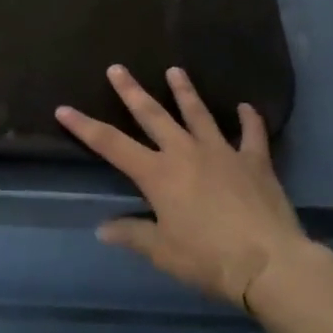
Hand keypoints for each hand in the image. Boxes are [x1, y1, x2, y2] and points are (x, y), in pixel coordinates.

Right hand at [57, 64, 308, 311]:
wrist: (269, 264)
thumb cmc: (209, 259)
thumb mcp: (163, 253)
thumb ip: (133, 235)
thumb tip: (102, 229)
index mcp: (158, 174)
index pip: (111, 145)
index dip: (84, 127)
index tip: (63, 108)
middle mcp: (185, 153)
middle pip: (153, 115)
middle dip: (131, 91)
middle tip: (117, 68)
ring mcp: (222, 152)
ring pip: (198, 114)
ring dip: (185, 92)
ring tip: (175, 70)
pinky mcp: (254, 162)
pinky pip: (252, 136)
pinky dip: (250, 121)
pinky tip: (248, 107)